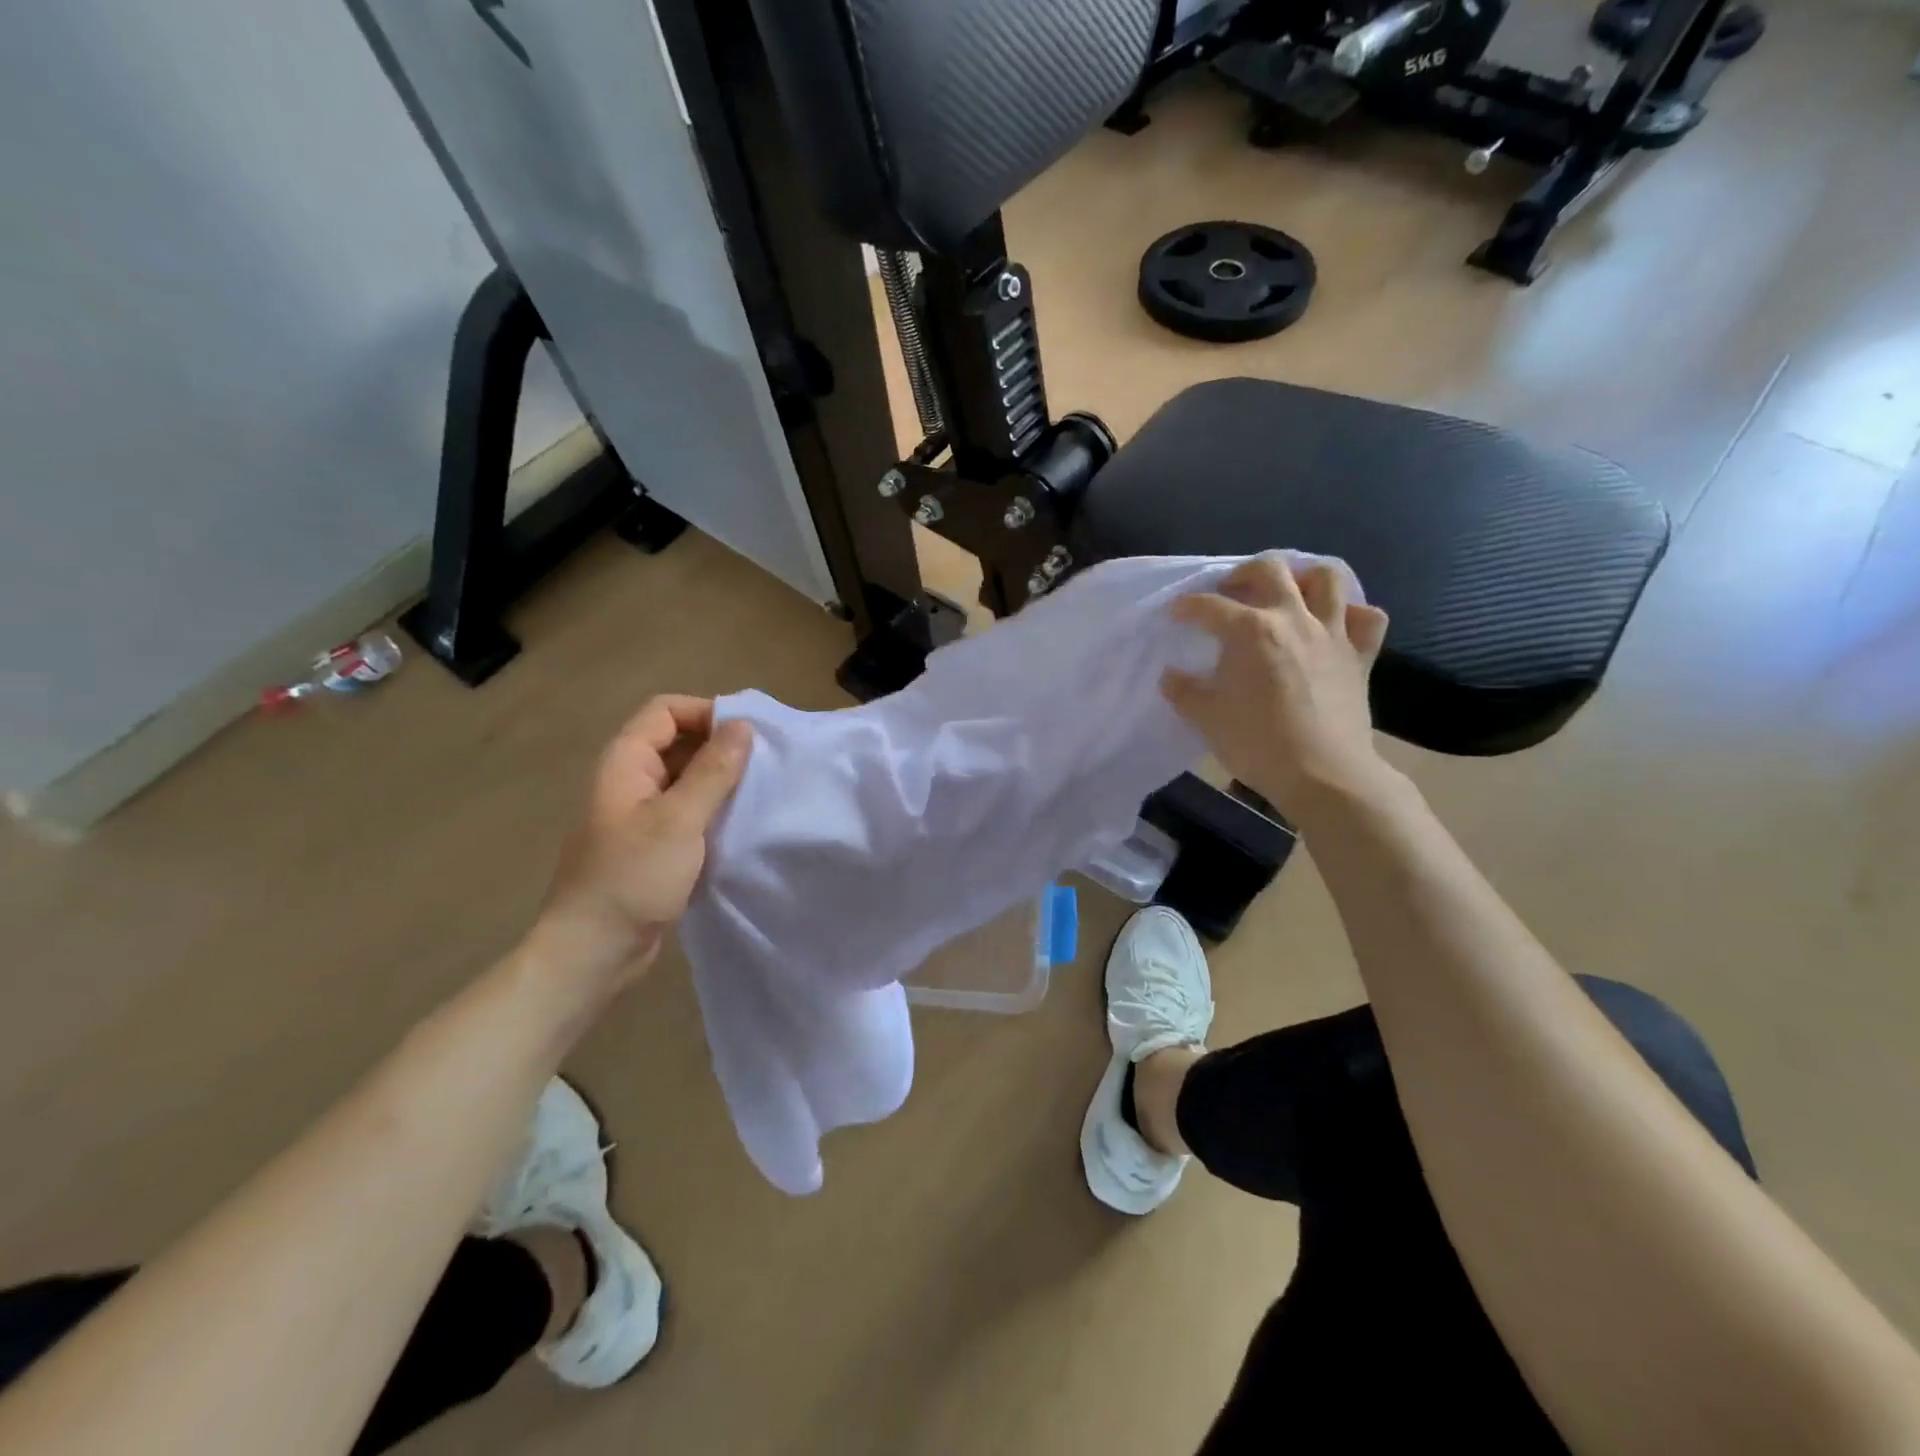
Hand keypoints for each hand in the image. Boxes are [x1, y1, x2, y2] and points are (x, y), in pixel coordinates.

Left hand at [524, 695, 751, 997]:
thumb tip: (743, 725)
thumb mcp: (679, 819)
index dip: (706, 712)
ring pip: (685, 779)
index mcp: (625, 762)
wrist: (593, 952)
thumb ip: (713, 770)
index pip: (665, 710)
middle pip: (677, 741)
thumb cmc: (632, 878)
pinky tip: (741, 824)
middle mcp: (630, 781)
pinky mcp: (653, 846)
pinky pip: (687, 812)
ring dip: (720, 780)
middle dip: (719, 746)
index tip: (749, 735)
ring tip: (760, 792)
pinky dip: (713, 810)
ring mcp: (640, 815)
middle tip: (764, 764)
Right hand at [1163, 556, 1393, 822]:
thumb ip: (1183, 691)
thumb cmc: (1257, 743)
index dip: (1186, 606)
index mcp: (1250, 630)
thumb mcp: (1206, 718)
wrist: (1323, 774)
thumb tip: (1172, 675)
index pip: (1209, 606)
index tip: (1174, 613)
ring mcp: (1332, 633)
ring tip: (1287, 594)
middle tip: (1231, 591)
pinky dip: (1352, 614)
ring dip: (1303, 578)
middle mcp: (1292, 618)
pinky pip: (1367, 618)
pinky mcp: (1361, 655)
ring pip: (1326, 578)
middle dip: (1244, 573)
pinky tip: (1336, 625)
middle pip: (1271, 569)